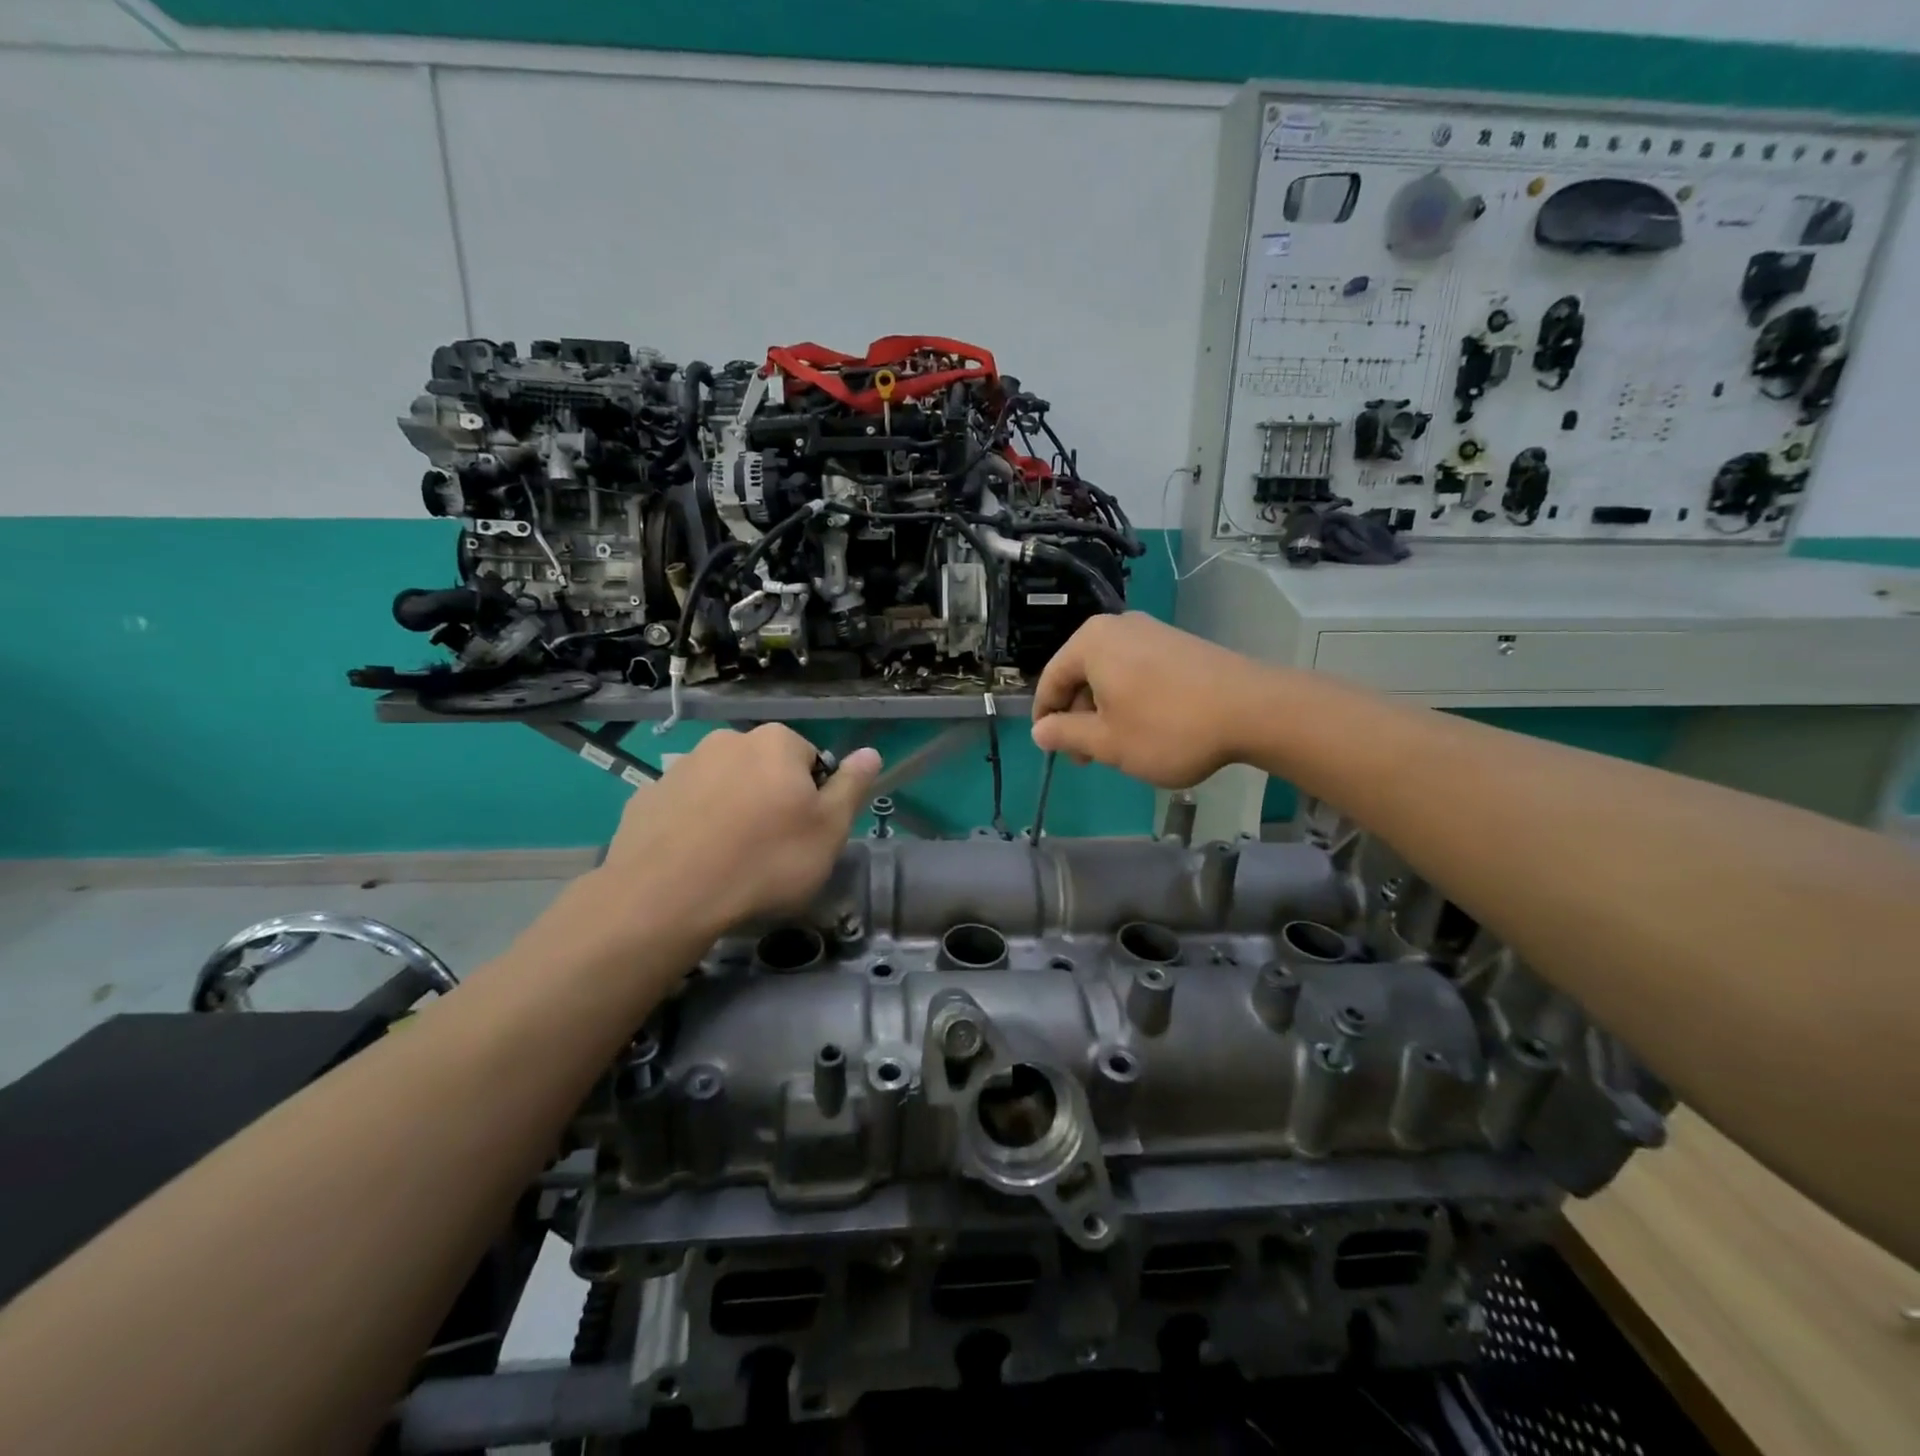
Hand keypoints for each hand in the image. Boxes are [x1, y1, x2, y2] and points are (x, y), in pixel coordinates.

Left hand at [595, 726, 880, 938]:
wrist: (667, 896)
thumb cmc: (765, 861)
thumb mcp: (829, 830)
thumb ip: (852, 787)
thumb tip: (870, 753)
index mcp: (776, 742)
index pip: (811, 761)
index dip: (813, 799)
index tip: (805, 835)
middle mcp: (727, 741)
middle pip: (765, 770)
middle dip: (771, 801)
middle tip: (771, 850)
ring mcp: (682, 766)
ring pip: (723, 787)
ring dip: (732, 812)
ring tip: (730, 861)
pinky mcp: (647, 796)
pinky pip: (686, 808)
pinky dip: (694, 826)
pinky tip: (695, 862)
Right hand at [1030, 613, 1268, 788]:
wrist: (1254, 710)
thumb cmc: (1167, 727)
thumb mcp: (1107, 741)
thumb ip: (1065, 734)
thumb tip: (1039, 731)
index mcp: (1090, 642)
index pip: (1051, 680)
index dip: (1046, 719)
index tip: (1054, 751)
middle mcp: (1117, 627)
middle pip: (1080, 675)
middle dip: (1079, 717)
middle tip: (1089, 757)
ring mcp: (1152, 631)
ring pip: (1110, 675)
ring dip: (1105, 711)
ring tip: (1120, 747)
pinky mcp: (1178, 643)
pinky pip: (1137, 670)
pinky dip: (1131, 698)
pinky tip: (1148, 727)